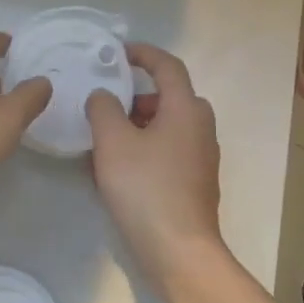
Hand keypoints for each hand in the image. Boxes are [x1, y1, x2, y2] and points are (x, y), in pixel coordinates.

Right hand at [86, 44, 228, 288]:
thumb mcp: (113, 143)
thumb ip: (103, 109)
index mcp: (186, 109)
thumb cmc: (146, 188)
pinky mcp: (194, 183)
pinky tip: (117, 169)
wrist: (178, 250)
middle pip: (168, 98)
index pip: (167, 66)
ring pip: (167, 127)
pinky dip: (144, 148)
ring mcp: (200, 158)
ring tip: (103, 139)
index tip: (117, 53)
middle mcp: (200, 128)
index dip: (143, 54)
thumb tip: (103, 95)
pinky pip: (167, 151)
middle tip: (105, 104)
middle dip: (135, 96)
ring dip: (137, 125)